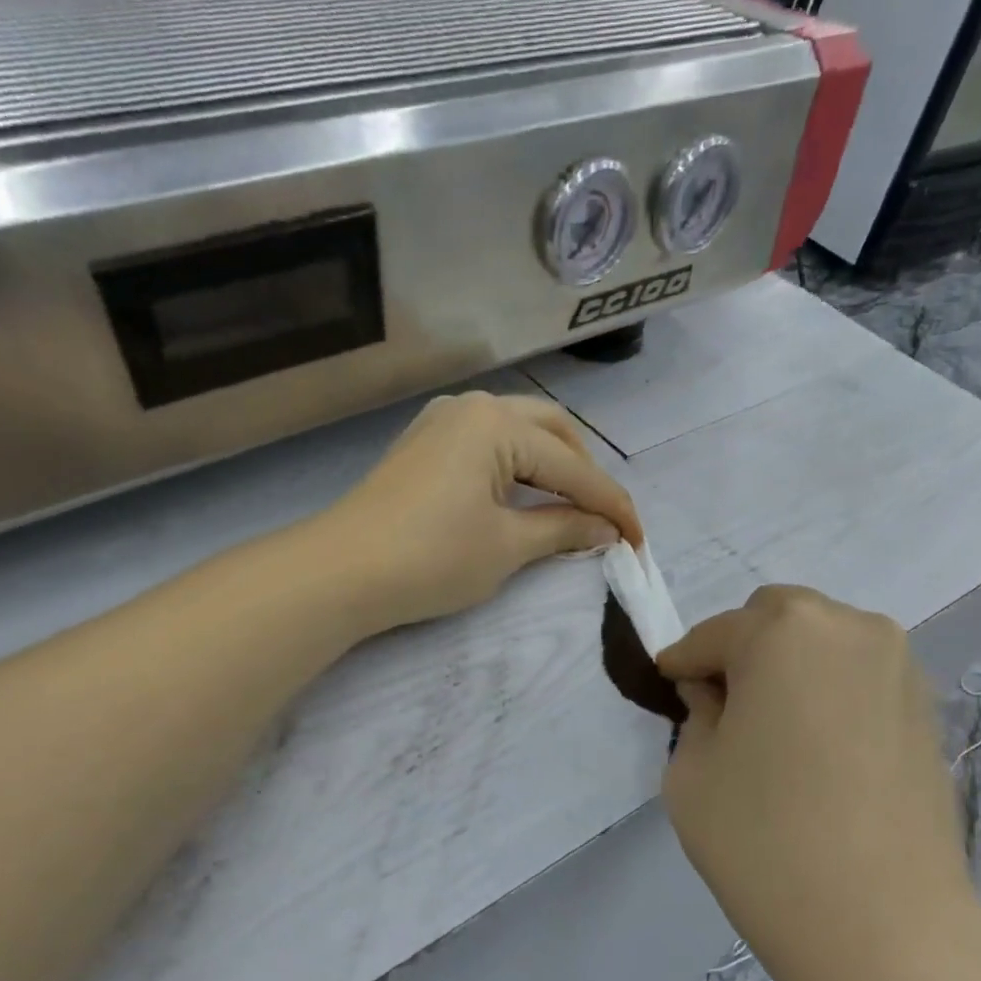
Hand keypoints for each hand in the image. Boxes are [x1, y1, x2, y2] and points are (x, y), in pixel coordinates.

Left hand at [327, 391, 640, 628]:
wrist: (342, 572)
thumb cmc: (431, 558)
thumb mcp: (506, 547)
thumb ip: (562, 529)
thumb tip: (605, 530)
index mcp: (497, 423)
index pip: (572, 467)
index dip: (610, 506)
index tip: (638, 539)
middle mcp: (471, 407)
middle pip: (550, 431)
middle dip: (583, 474)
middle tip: (601, 519)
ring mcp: (441, 423)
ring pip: (517, 434)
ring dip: (551, 467)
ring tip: (569, 509)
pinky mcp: (423, 446)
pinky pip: (487, 445)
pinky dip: (516, 469)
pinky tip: (522, 497)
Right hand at [658, 586, 980, 980]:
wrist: (884, 927)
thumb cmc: (764, 840)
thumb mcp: (691, 771)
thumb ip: (696, 715)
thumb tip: (716, 696)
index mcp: (784, 630)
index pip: (714, 635)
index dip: (684, 665)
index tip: (672, 691)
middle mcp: (851, 629)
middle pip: (776, 620)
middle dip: (742, 653)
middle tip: (725, 710)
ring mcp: (901, 667)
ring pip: (823, 645)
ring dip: (788, 670)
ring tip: (774, 734)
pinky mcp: (929, 711)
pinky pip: (859, 679)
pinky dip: (828, 695)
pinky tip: (817, 753)